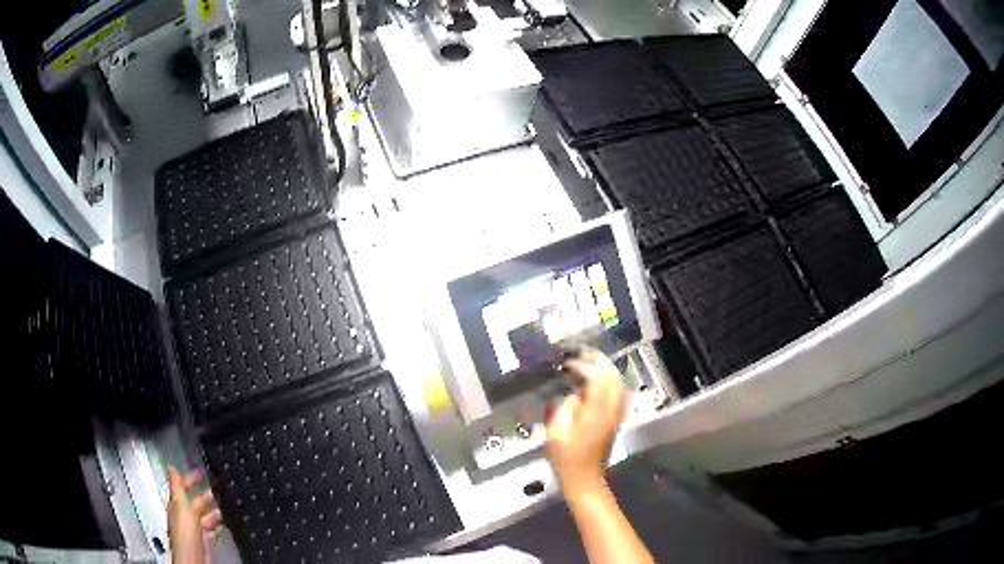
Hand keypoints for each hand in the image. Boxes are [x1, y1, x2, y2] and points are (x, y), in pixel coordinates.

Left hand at [167, 466, 222, 563]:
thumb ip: (177, 488)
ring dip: (212, 508)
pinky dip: (216, 522)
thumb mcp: (181, 507)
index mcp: (177, 505)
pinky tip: (223, 522)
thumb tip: (171, 467)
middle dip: (204, 494)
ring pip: (203, 514)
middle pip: (193, 501)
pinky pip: (210, 527)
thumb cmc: (186, 534)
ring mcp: (194, 529)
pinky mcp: (204, 540)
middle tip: (216, 488)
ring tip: (224, 505)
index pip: (181, 487)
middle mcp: (184, 516)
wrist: (194, 559)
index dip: (189, 479)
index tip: (200, 473)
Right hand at [546, 348, 627, 498]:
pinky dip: (608, 384)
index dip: (590, 364)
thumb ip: (565, 408)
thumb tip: (574, 396)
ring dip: (606, 373)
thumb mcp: (556, 433)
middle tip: (584, 356)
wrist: (584, 478)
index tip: (575, 359)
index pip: (600, 379)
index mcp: (596, 413)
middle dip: (601, 364)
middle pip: (614, 379)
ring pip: (618, 386)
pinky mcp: (615, 421)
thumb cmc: (567, 458)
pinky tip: (595, 385)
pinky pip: (617, 396)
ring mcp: (616, 416)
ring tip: (589, 366)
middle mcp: (611, 411)